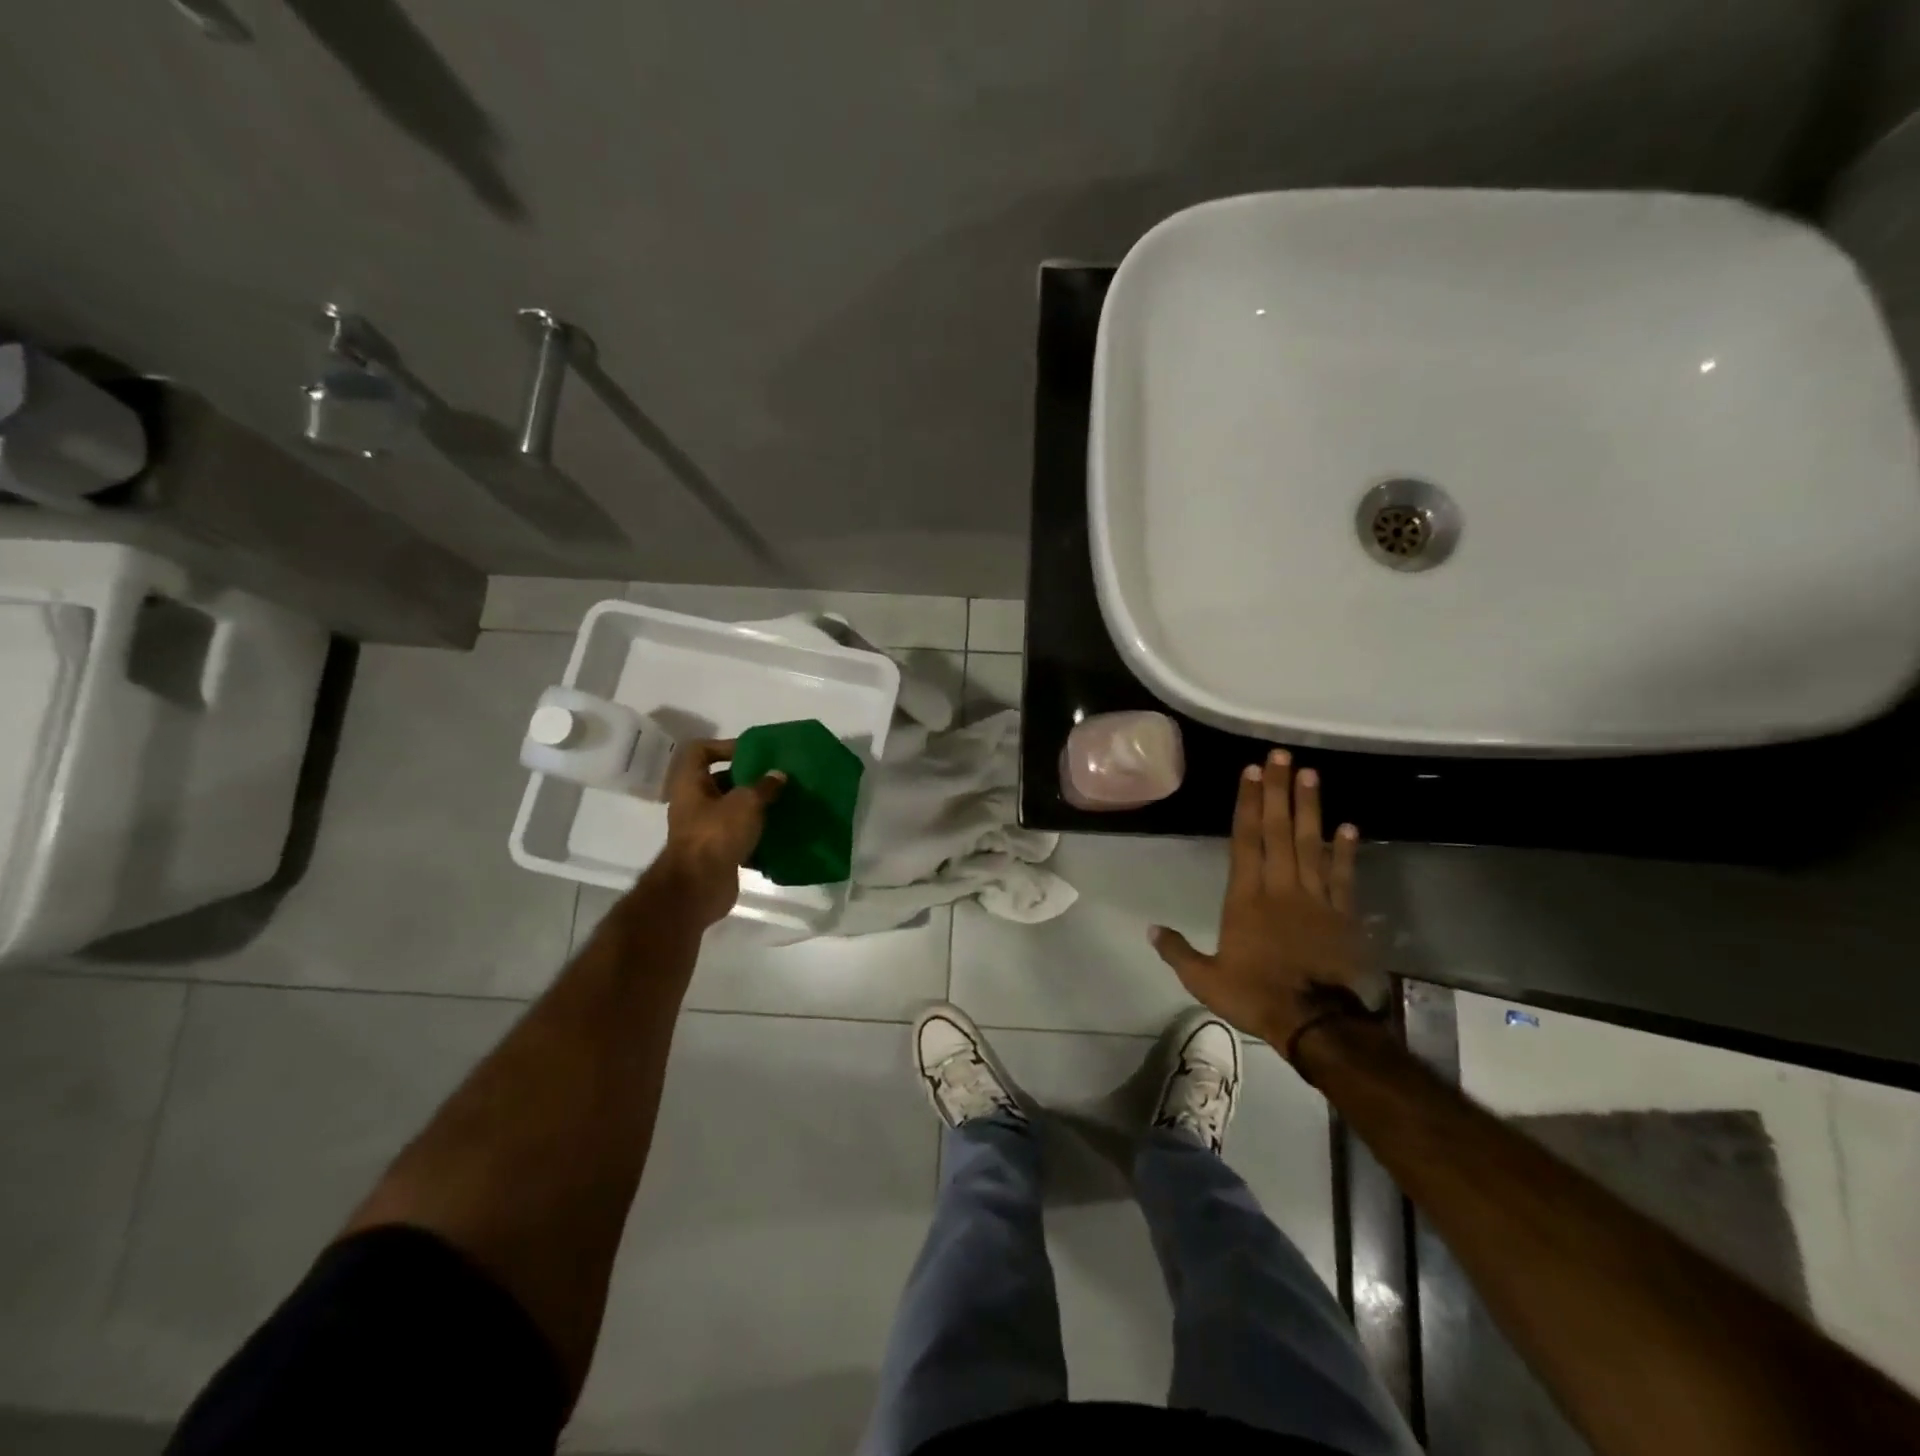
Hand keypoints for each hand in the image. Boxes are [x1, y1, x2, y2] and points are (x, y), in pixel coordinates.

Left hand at [649, 739, 784, 928]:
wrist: (699, 887)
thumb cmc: (716, 834)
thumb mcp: (746, 802)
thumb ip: (764, 786)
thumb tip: (779, 775)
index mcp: (690, 783)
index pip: (700, 751)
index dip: (724, 746)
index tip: (753, 753)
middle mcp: (693, 803)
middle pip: (719, 781)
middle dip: (748, 779)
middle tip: (776, 779)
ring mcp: (703, 829)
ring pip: (731, 810)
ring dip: (755, 808)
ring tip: (782, 804)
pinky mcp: (715, 852)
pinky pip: (738, 836)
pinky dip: (756, 835)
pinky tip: (779, 833)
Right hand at [1150, 751, 1368, 1047]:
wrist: (1317, 1024)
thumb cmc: (1256, 996)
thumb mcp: (1205, 980)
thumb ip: (1178, 952)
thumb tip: (1151, 930)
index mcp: (1245, 898)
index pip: (1245, 841)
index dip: (1248, 804)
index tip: (1252, 772)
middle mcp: (1280, 888)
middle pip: (1279, 831)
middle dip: (1278, 791)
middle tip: (1282, 756)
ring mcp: (1315, 899)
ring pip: (1312, 844)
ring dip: (1311, 808)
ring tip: (1311, 774)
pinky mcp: (1342, 915)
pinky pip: (1344, 876)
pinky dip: (1346, 851)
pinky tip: (1348, 827)